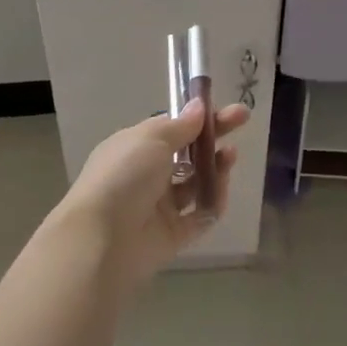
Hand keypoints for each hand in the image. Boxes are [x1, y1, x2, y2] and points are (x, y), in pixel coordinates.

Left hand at [62, 100, 248, 282]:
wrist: (102, 239)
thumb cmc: (124, 176)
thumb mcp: (151, 139)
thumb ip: (180, 125)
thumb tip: (199, 106)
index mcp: (135, 148)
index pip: (173, 128)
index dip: (199, 117)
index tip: (226, 107)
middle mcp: (147, 175)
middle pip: (188, 154)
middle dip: (214, 138)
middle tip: (243, 120)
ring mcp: (159, 207)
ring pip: (196, 184)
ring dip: (216, 168)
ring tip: (230, 156)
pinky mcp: (172, 235)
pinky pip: (200, 216)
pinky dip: (214, 202)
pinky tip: (223, 188)